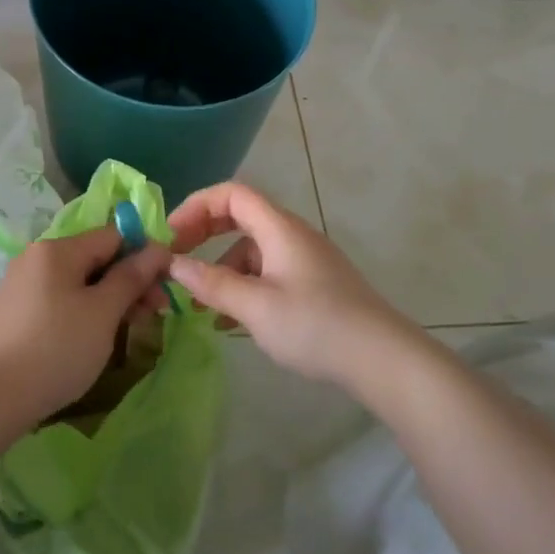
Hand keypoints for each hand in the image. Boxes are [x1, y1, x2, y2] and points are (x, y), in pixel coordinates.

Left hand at [0, 227, 171, 426]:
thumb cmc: (56, 348)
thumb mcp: (103, 312)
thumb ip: (131, 277)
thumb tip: (157, 248)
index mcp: (57, 248)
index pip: (113, 236)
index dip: (143, 255)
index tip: (165, 286)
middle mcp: (37, 257)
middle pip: (95, 258)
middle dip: (129, 281)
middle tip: (156, 313)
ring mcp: (23, 284)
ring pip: (79, 281)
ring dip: (110, 298)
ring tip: (131, 328)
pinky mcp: (16, 311)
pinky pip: (60, 299)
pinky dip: (84, 311)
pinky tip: (96, 336)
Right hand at [167, 183, 410, 389]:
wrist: (383, 359)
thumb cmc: (315, 326)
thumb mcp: (255, 307)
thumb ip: (211, 283)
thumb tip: (173, 264)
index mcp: (279, 228)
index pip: (231, 194)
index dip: (196, 206)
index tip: (171, 236)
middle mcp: (292, 234)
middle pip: (240, 216)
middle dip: (204, 233)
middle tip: (177, 258)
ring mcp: (305, 259)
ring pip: (252, 248)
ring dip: (222, 267)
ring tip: (201, 303)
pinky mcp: (314, 283)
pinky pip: (268, 271)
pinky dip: (244, 285)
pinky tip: (232, 321)